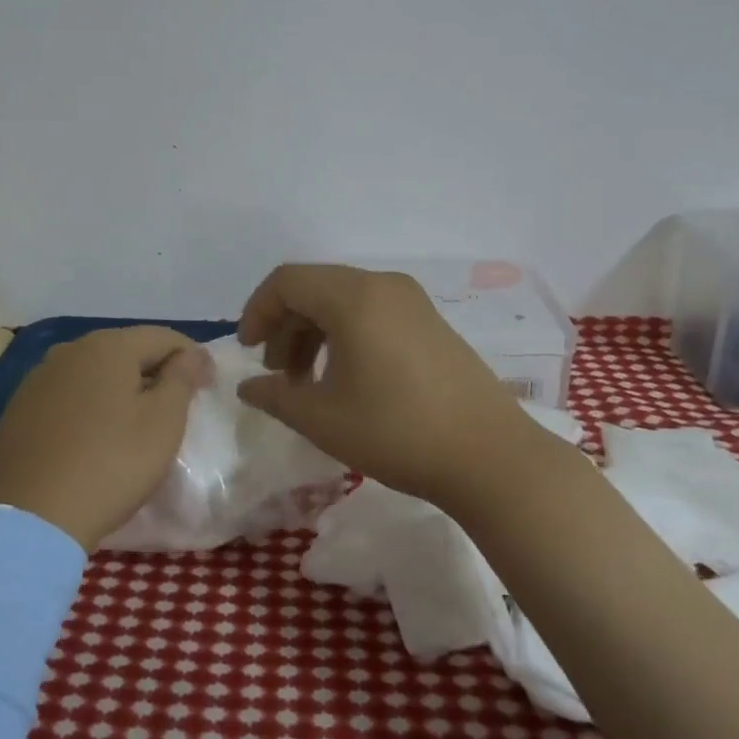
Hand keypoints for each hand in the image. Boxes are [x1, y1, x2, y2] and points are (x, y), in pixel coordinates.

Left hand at [0, 326, 215, 550]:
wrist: (31, 518)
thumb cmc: (111, 464)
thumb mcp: (163, 422)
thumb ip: (181, 378)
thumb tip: (190, 353)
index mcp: (109, 345)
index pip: (163, 337)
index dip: (191, 357)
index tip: (208, 385)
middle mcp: (70, 350)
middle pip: (126, 349)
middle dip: (155, 369)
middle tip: (176, 402)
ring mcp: (39, 377)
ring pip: (94, 370)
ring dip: (120, 385)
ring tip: (135, 418)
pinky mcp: (19, 408)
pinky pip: (67, 394)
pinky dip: (89, 404)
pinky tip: (94, 433)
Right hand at [235, 264, 571, 511]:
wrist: (490, 457)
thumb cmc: (397, 433)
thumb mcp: (323, 419)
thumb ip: (275, 396)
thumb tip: (247, 387)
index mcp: (354, 297)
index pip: (287, 281)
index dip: (257, 311)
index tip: (248, 352)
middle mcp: (382, 285)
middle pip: (314, 288)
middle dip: (284, 325)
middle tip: (276, 373)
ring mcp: (411, 301)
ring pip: (343, 300)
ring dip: (313, 332)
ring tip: (306, 381)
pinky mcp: (430, 321)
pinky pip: (371, 312)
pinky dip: (344, 334)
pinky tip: (346, 378)